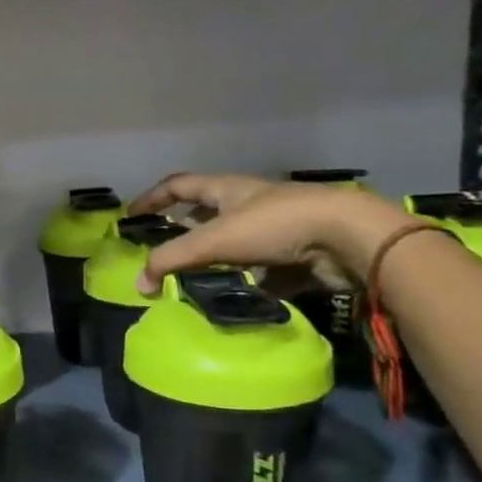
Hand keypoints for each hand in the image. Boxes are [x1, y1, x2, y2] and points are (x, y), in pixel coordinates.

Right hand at [128, 172, 415, 288]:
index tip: (131, 216)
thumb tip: (137, 285)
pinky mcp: (297, 254)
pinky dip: (247, 280)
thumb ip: (171, 260)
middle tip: (163, 250)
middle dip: (183, 230)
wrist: (349, 238)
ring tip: (194, 278)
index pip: (179, 185)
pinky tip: (237, 296)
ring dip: (215, 257)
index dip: (153, 198)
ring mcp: (276, 228)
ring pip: (235, 241)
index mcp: (226, 189)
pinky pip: (263, 268)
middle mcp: (249, 203)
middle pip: (207, 212)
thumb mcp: (214, 240)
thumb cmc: (275, 226)